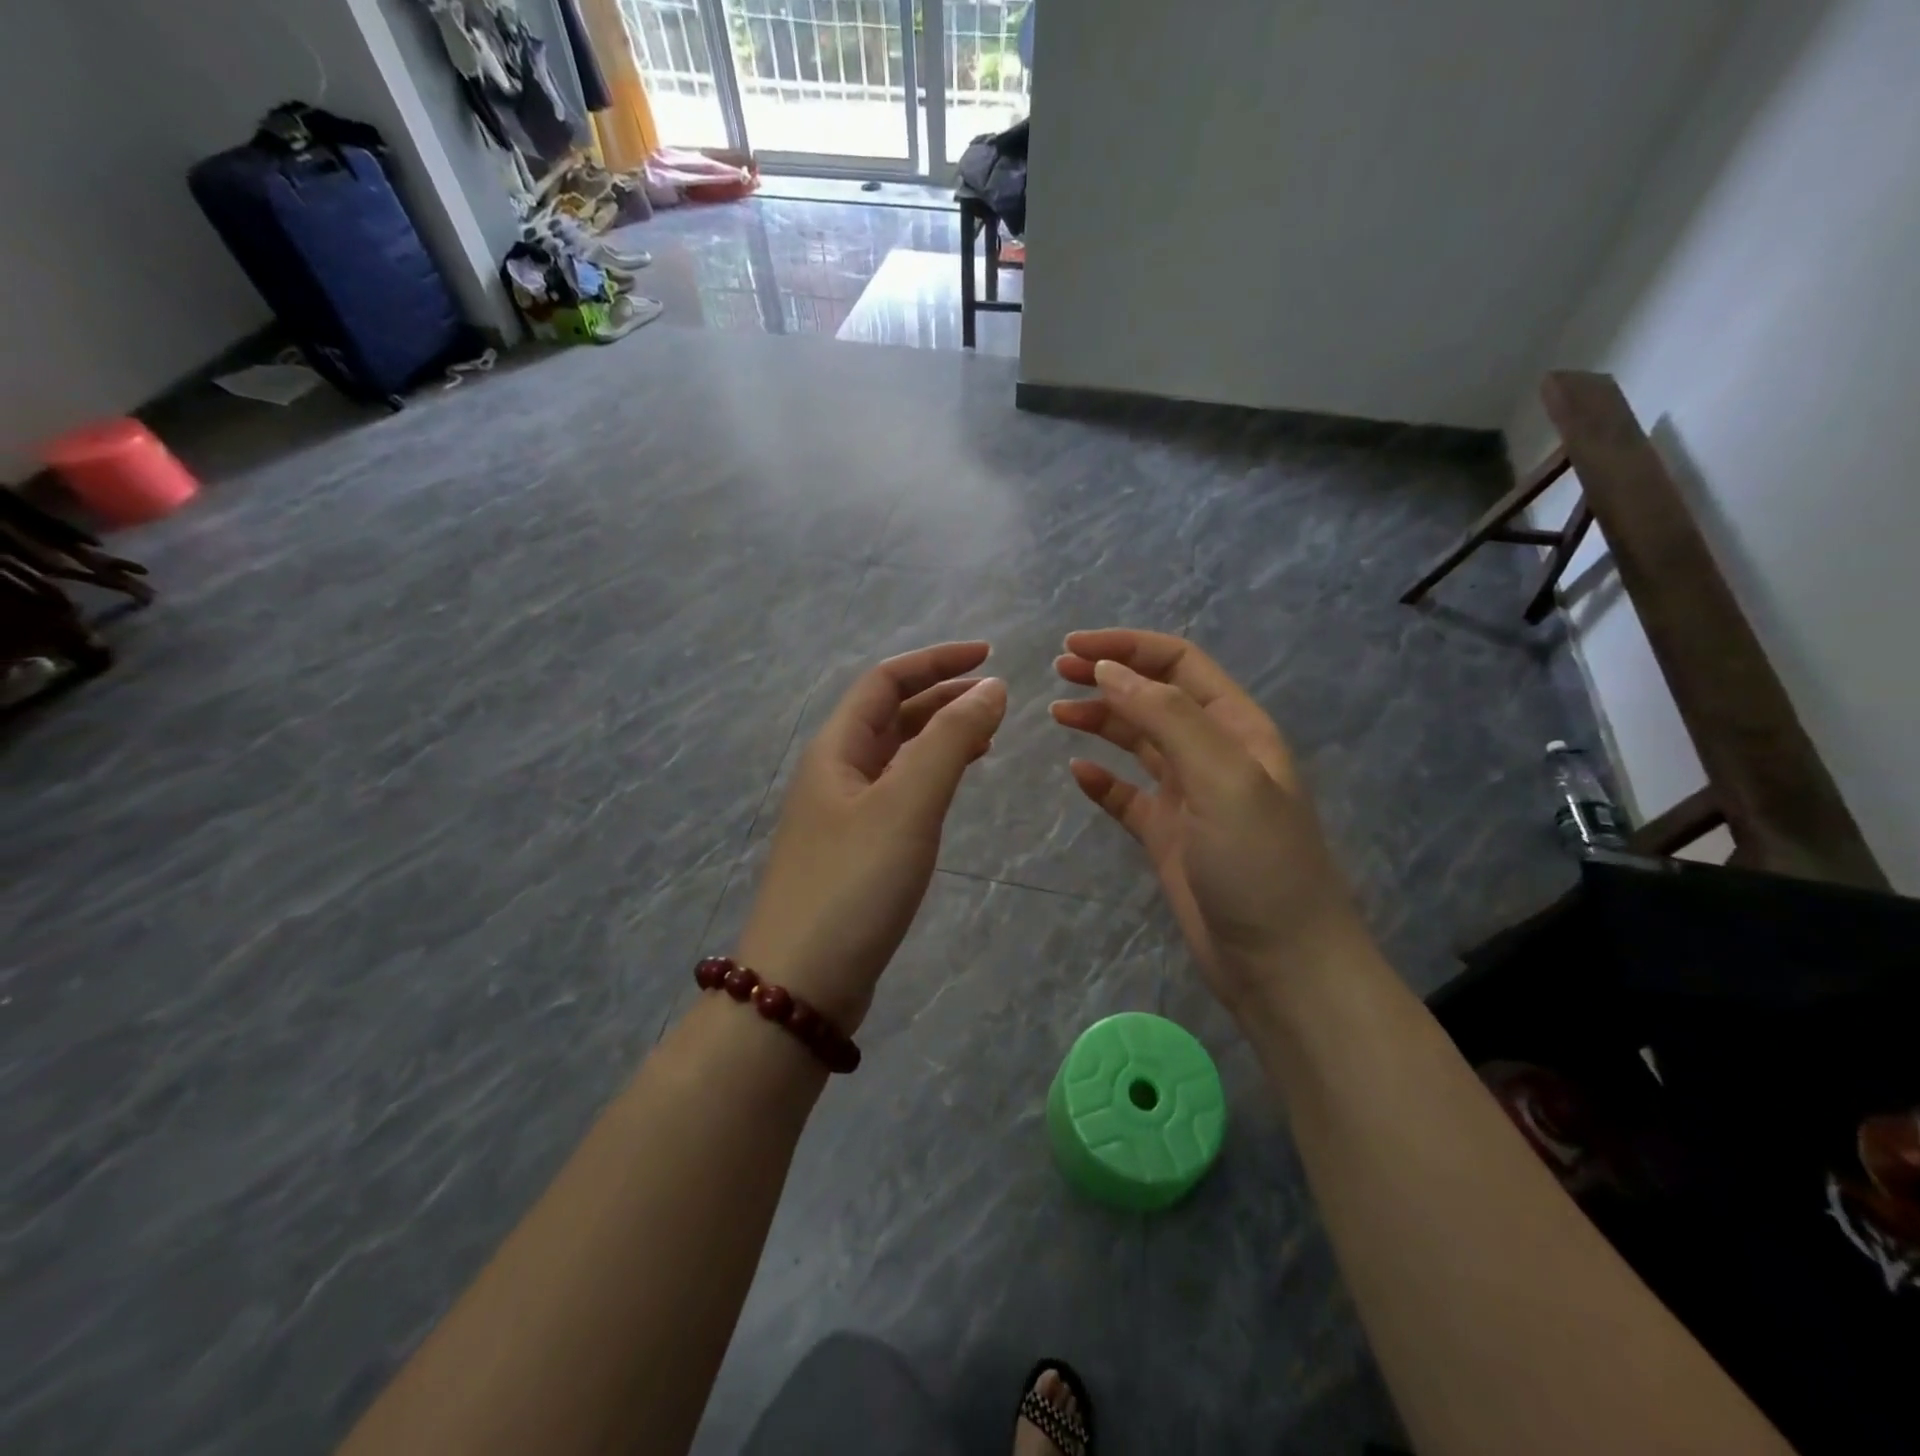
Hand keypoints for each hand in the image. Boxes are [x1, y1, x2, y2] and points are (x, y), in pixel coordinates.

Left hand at [737, 642, 1007, 1033]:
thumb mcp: (907, 804)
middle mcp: (834, 773)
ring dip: (937, 736)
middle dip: (941, 696)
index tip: (990, 657)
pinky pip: (897, 793)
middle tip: (997, 697)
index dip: (936, 661)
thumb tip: (991, 688)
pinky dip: (930, 777)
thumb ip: (950, 741)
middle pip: (889, 714)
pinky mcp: (854, 851)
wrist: (801, 984)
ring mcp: (841, 814)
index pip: (885, 680)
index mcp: (836, 749)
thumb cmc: (854, 884)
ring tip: (986, 735)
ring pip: (895, 755)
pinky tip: (952, 788)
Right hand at [1051, 629, 1365, 1008]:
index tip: (1073, 647)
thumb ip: (1168, 717)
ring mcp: (1188, 797)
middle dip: (1108, 677)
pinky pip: (1127, 796)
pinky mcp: (1167, 837)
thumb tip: (1108, 671)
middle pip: (1153, 697)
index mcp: (1236, 728)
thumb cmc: (1258, 864)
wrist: (1280, 964)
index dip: (1127, 647)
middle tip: (1056, 672)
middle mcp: (1212, 754)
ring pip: (1138, 742)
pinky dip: (1101, 781)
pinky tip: (1077, 774)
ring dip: (1100, 721)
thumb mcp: (1223, 778)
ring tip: (1057, 713)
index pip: (1178, 665)